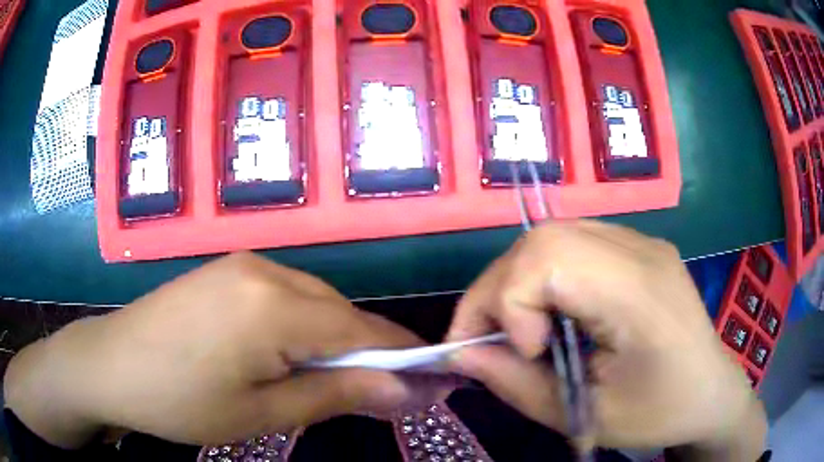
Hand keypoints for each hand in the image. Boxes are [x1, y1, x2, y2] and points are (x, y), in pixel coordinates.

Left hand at [4, 253, 422, 447]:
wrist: (111, 365)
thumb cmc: (182, 401)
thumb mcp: (263, 412)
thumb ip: (337, 394)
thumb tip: (405, 391)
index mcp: (275, 304)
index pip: (363, 328)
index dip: (402, 357)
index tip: (431, 383)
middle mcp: (266, 270)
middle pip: (340, 311)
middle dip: (365, 353)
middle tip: (374, 396)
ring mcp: (243, 265)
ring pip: (314, 302)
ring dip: (331, 341)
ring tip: (325, 381)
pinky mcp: (226, 271)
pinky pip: (284, 296)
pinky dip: (300, 327)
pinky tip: (284, 355)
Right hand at [446, 220, 765, 456]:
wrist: (710, 391)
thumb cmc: (659, 412)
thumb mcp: (585, 415)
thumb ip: (516, 384)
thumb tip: (462, 353)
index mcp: (640, 292)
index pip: (548, 259)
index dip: (509, 302)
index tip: (517, 353)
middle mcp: (640, 249)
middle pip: (544, 239)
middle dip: (499, 289)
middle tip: (490, 340)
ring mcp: (641, 241)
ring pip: (553, 238)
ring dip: (518, 282)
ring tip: (518, 330)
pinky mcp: (637, 248)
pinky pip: (572, 246)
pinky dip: (543, 278)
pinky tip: (552, 315)